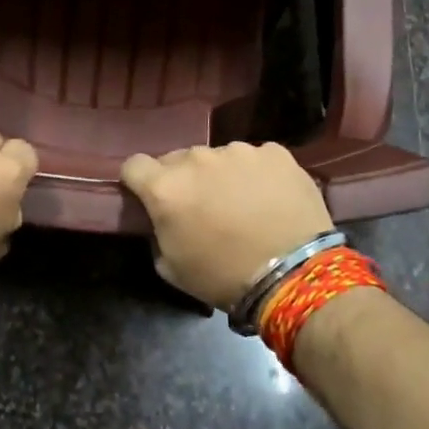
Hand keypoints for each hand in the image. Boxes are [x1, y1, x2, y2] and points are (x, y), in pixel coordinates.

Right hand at [121, 142, 335, 309]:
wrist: (294, 275)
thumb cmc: (224, 276)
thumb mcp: (171, 267)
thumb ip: (157, 232)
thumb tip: (163, 218)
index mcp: (166, 187)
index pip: (134, 165)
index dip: (138, 181)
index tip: (148, 196)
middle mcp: (197, 158)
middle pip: (178, 159)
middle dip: (184, 179)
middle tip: (202, 207)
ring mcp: (238, 151)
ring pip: (219, 157)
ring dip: (221, 175)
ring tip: (242, 204)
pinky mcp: (274, 152)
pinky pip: (256, 158)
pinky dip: (257, 174)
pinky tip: (270, 199)